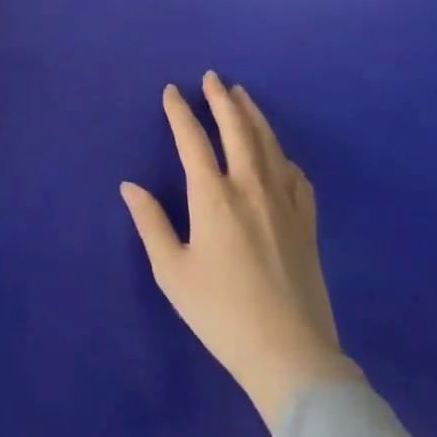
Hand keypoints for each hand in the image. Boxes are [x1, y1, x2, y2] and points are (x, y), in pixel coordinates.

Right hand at [121, 73, 361, 430]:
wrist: (292, 359)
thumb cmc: (222, 314)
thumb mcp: (173, 272)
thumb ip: (150, 223)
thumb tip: (129, 186)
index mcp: (213, 197)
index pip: (192, 140)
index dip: (180, 112)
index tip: (171, 91)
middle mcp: (250, 189)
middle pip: (237, 130)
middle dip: (221, 100)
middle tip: (213, 77)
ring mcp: (284, 205)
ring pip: (269, 145)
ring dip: (254, 116)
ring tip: (243, 95)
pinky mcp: (307, 225)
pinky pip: (296, 176)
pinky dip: (283, 155)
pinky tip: (279, 153)